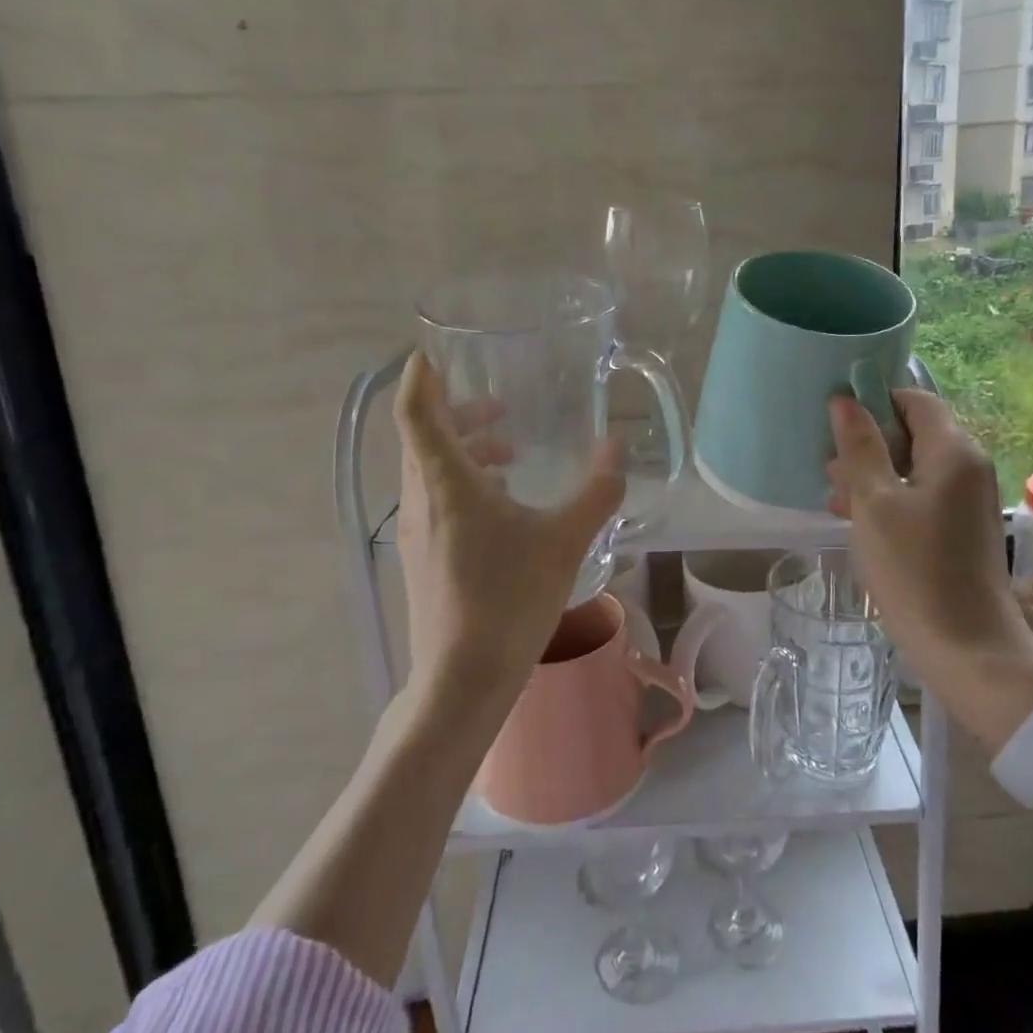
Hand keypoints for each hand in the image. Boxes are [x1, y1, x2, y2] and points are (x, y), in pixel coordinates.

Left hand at [394, 351, 625, 716]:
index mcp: (446, 484)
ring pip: (428, 470)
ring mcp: (416, 531)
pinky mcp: (421, 556)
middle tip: (499, 408)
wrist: (463, 680)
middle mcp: (420, 500)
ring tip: (510, 455)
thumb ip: (596, 492)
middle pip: (422, 437)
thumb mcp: (565, 541)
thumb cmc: (510, 600)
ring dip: (464, 450)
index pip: (416, 412)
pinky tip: (502, 504)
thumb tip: (616, 449)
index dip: (421, 377)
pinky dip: (463, 482)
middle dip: (456, 413)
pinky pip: (435, 498)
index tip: (434, 352)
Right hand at [826, 391, 1032, 745]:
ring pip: (913, 467)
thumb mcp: (875, 503)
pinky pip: (922, 495)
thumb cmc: (914, 569)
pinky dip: (890, 499)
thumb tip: (845, 401)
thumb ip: (860, 447)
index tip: (837, 423)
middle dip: (868, 444)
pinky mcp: (962, 528)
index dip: (874, 402)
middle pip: (913, 432)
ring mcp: (968, 499)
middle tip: (830, 470)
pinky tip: (857, 520)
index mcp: (953, 451)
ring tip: (835, 499)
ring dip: (873, 475)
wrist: (966, 648)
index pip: (914, 399)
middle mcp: (968, 466)